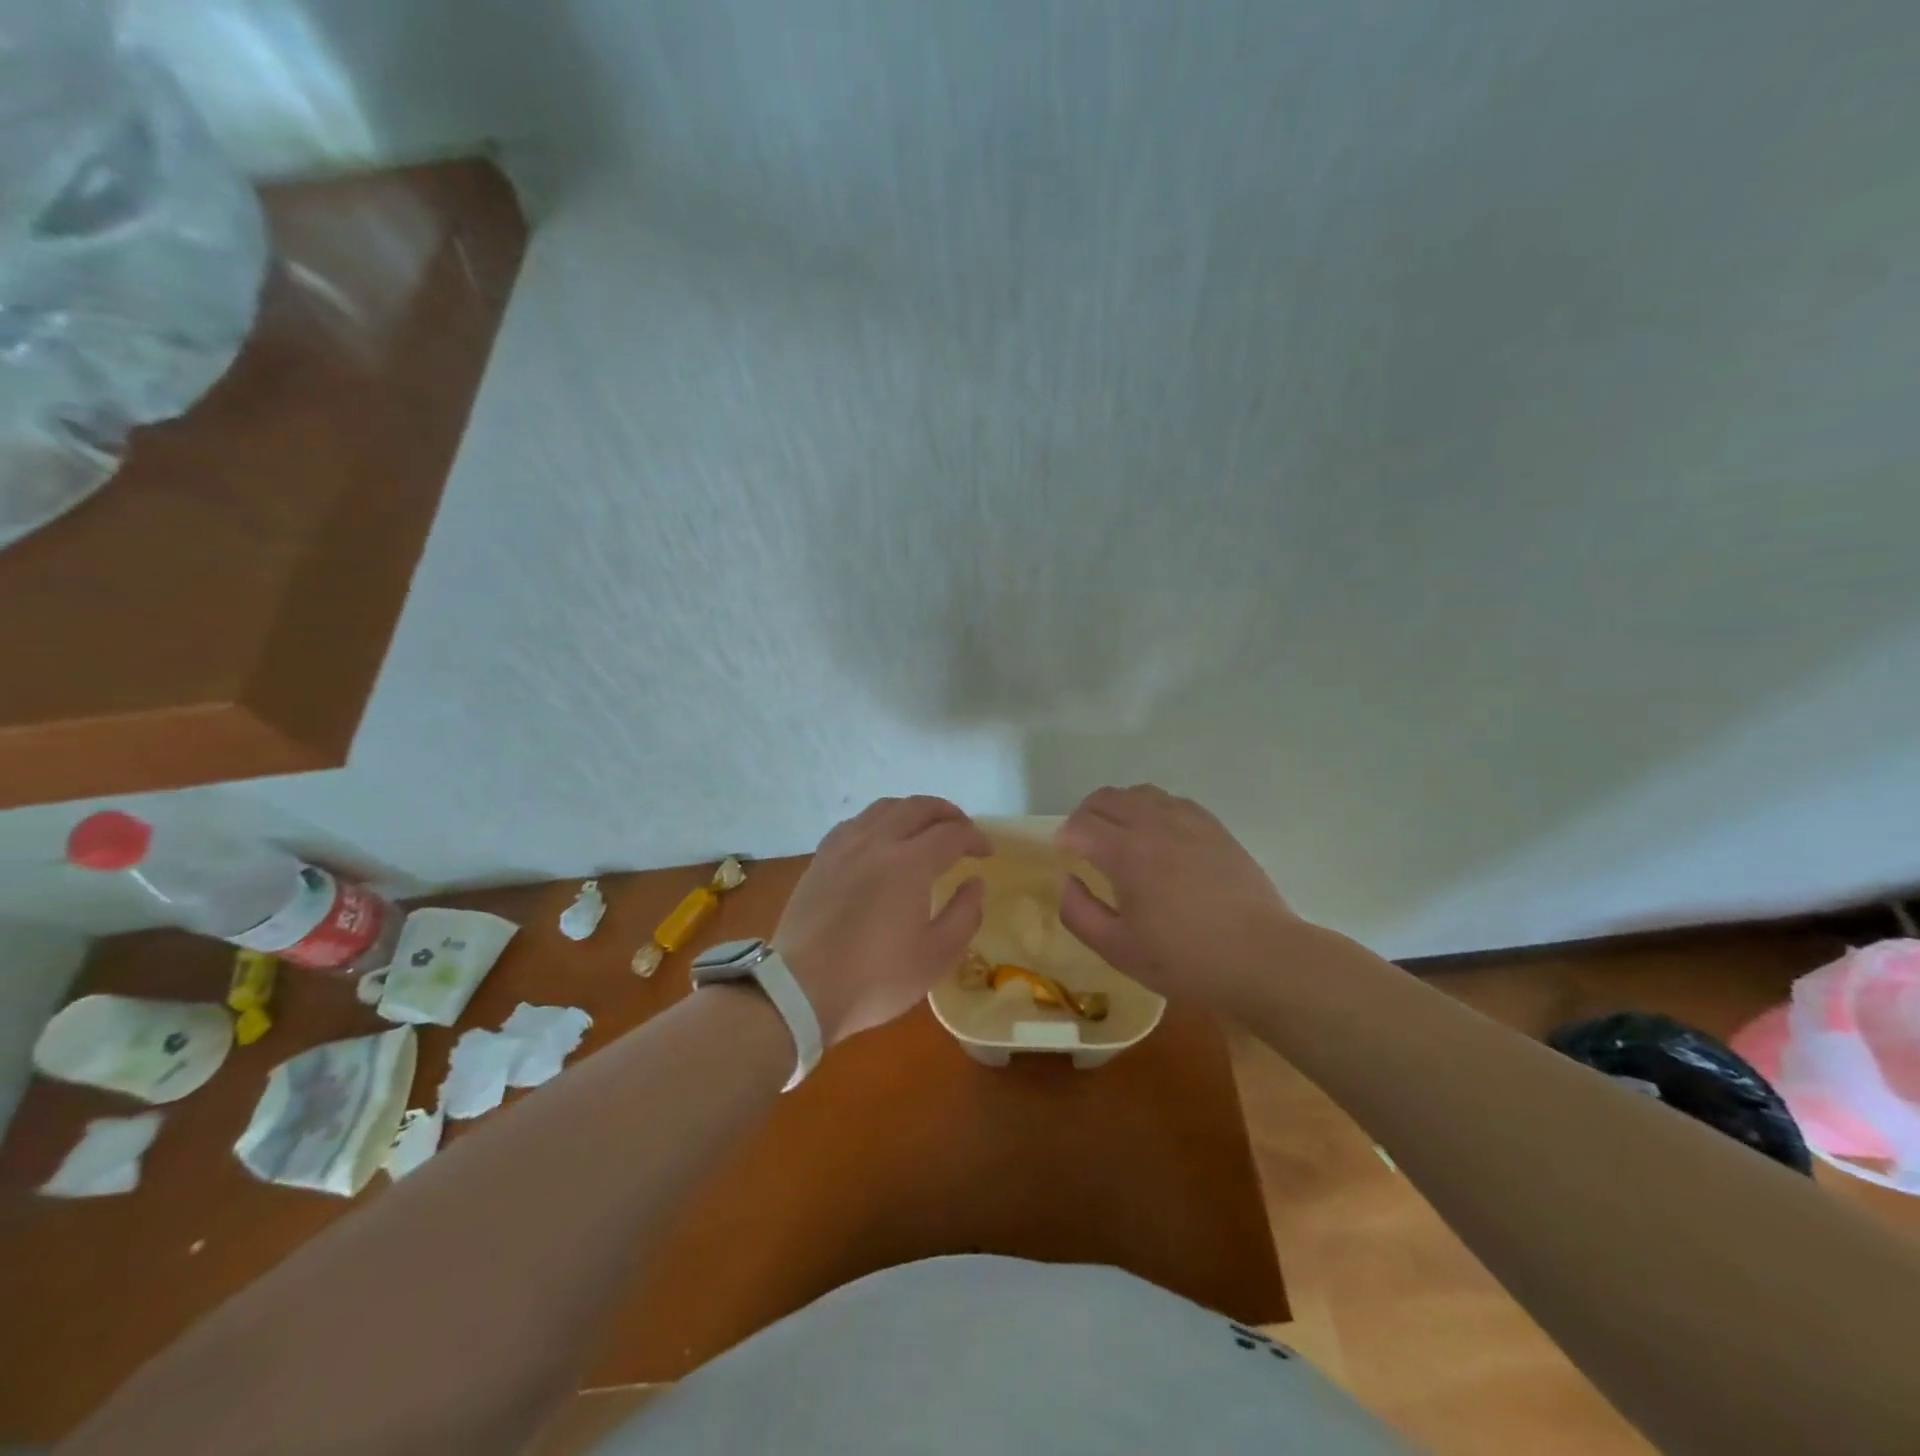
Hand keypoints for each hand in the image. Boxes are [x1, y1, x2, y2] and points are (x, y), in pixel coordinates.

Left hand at [774, 796, 990, 1046]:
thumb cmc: (875, 978)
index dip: (974, 838)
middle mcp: (877, 842)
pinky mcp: (821, 858)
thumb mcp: (935, 957)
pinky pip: (856, 822)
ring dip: (912, 810)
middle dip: (948, 813)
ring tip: (924, 828)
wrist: (801, 990)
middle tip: (963, 829)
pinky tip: (880, 839)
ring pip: (884, 807)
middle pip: (918, 807)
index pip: (951, 834)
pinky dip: (879, 820)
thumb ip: (964, 914)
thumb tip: (975, 883)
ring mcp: (844, 846)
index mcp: (909, 864)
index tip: (986, 853)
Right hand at [1055, 785, 1298, 1016]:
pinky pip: (1171, 800)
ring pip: (1138, 793)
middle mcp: (1154, 824)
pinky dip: (1152, 809)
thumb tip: (1067, 880)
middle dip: (1084, 817)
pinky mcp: (1213, 827)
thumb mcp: (1117, 949)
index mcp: (1126, 852)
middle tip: (1083, 846)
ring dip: (1118, 808)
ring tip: (1119, 837)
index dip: (1063, 838)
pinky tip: (1157, 836)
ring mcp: (1187, 821)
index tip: (1063, 858)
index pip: (1079, 824)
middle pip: (1105, 798)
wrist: (1261, 957)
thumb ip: (1079, 912)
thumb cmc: (1184, 959)